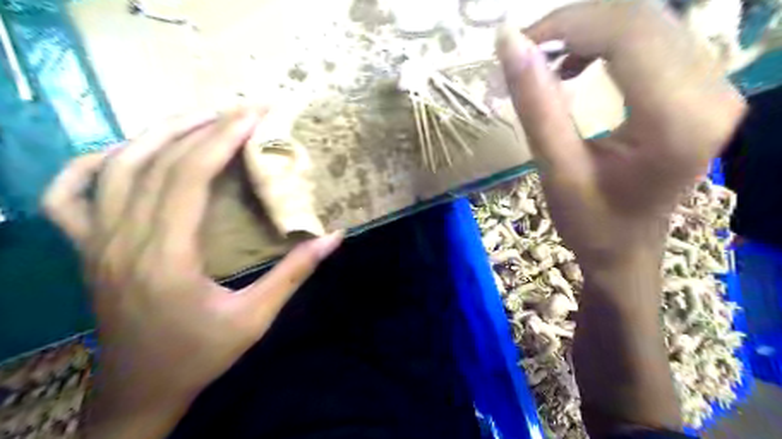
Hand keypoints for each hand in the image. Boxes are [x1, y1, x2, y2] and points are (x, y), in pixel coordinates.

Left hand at [43, 108, 341, 436]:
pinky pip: (68, 194)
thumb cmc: (200, 354)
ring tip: (199, 117)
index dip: (222, 139)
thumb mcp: (256, 318)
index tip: (253, 115)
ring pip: (115, 167)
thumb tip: (334, 237)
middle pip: (155, 161)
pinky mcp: (85, 249)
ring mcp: (94, 243)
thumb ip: (294, 274)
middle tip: (239, 109)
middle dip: (201, 125)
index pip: (189, 177)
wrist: (140, 389)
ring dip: (158, 133)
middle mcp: (122, 241)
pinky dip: (91, 163)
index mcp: (166, 258)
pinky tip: (122, 151)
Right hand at [498, 0, 739, 271]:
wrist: (627, 249)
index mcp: (676, 122)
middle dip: (576, 24)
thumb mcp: (556, 169)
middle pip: (642, 20)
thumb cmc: (590, 222)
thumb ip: (535, 105)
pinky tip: (580, 65)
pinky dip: (609, 43)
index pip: (628, 35)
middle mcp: (712, 95)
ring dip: (590, 32)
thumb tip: (509, 43)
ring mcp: (715, 89)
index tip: (521, 41)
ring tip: (549, 59)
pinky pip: (656, 40)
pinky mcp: (704, 91)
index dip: (569, 24)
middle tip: (528, 50)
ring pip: (649, 24)